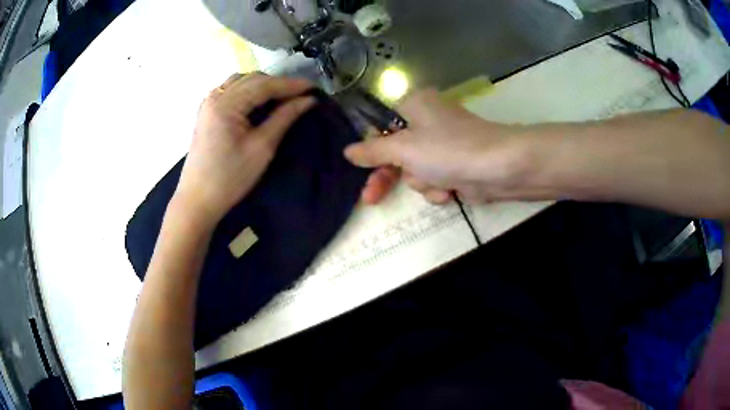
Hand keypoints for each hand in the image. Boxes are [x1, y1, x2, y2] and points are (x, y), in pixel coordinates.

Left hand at [175, 73, 314, 225]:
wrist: (197, 200)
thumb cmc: (229, 178)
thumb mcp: (261, 148)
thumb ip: (284, 118)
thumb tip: (307, 100)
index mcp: (226, 103)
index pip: (264, 85)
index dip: (291, 85)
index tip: (314, 88)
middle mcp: (215, 96)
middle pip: (252, 79)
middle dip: (278, 84)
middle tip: (301, 95)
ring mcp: (208, 103)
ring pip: (242, 82)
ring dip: (264, 86)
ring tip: (283, 98)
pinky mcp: (207, 112)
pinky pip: (232, 91)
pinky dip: (249, 92)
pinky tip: (260, 102)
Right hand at [344, 89, 534, 204]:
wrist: (499, 168)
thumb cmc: (448, 150)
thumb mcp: (403, 148)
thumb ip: (373, 151)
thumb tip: (347, 151)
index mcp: (414, 105)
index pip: (380, 125)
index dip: (370, 148)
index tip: (359, 167)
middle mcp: (428, 121)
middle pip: (396, 152)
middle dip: (389, 176)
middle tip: (370, 198)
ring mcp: (443, 145)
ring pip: (415, 171)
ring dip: (422, 182)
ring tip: (438, 182)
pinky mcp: (456, 166)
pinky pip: (434, 181)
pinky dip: (439, 188)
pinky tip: (451, 189)